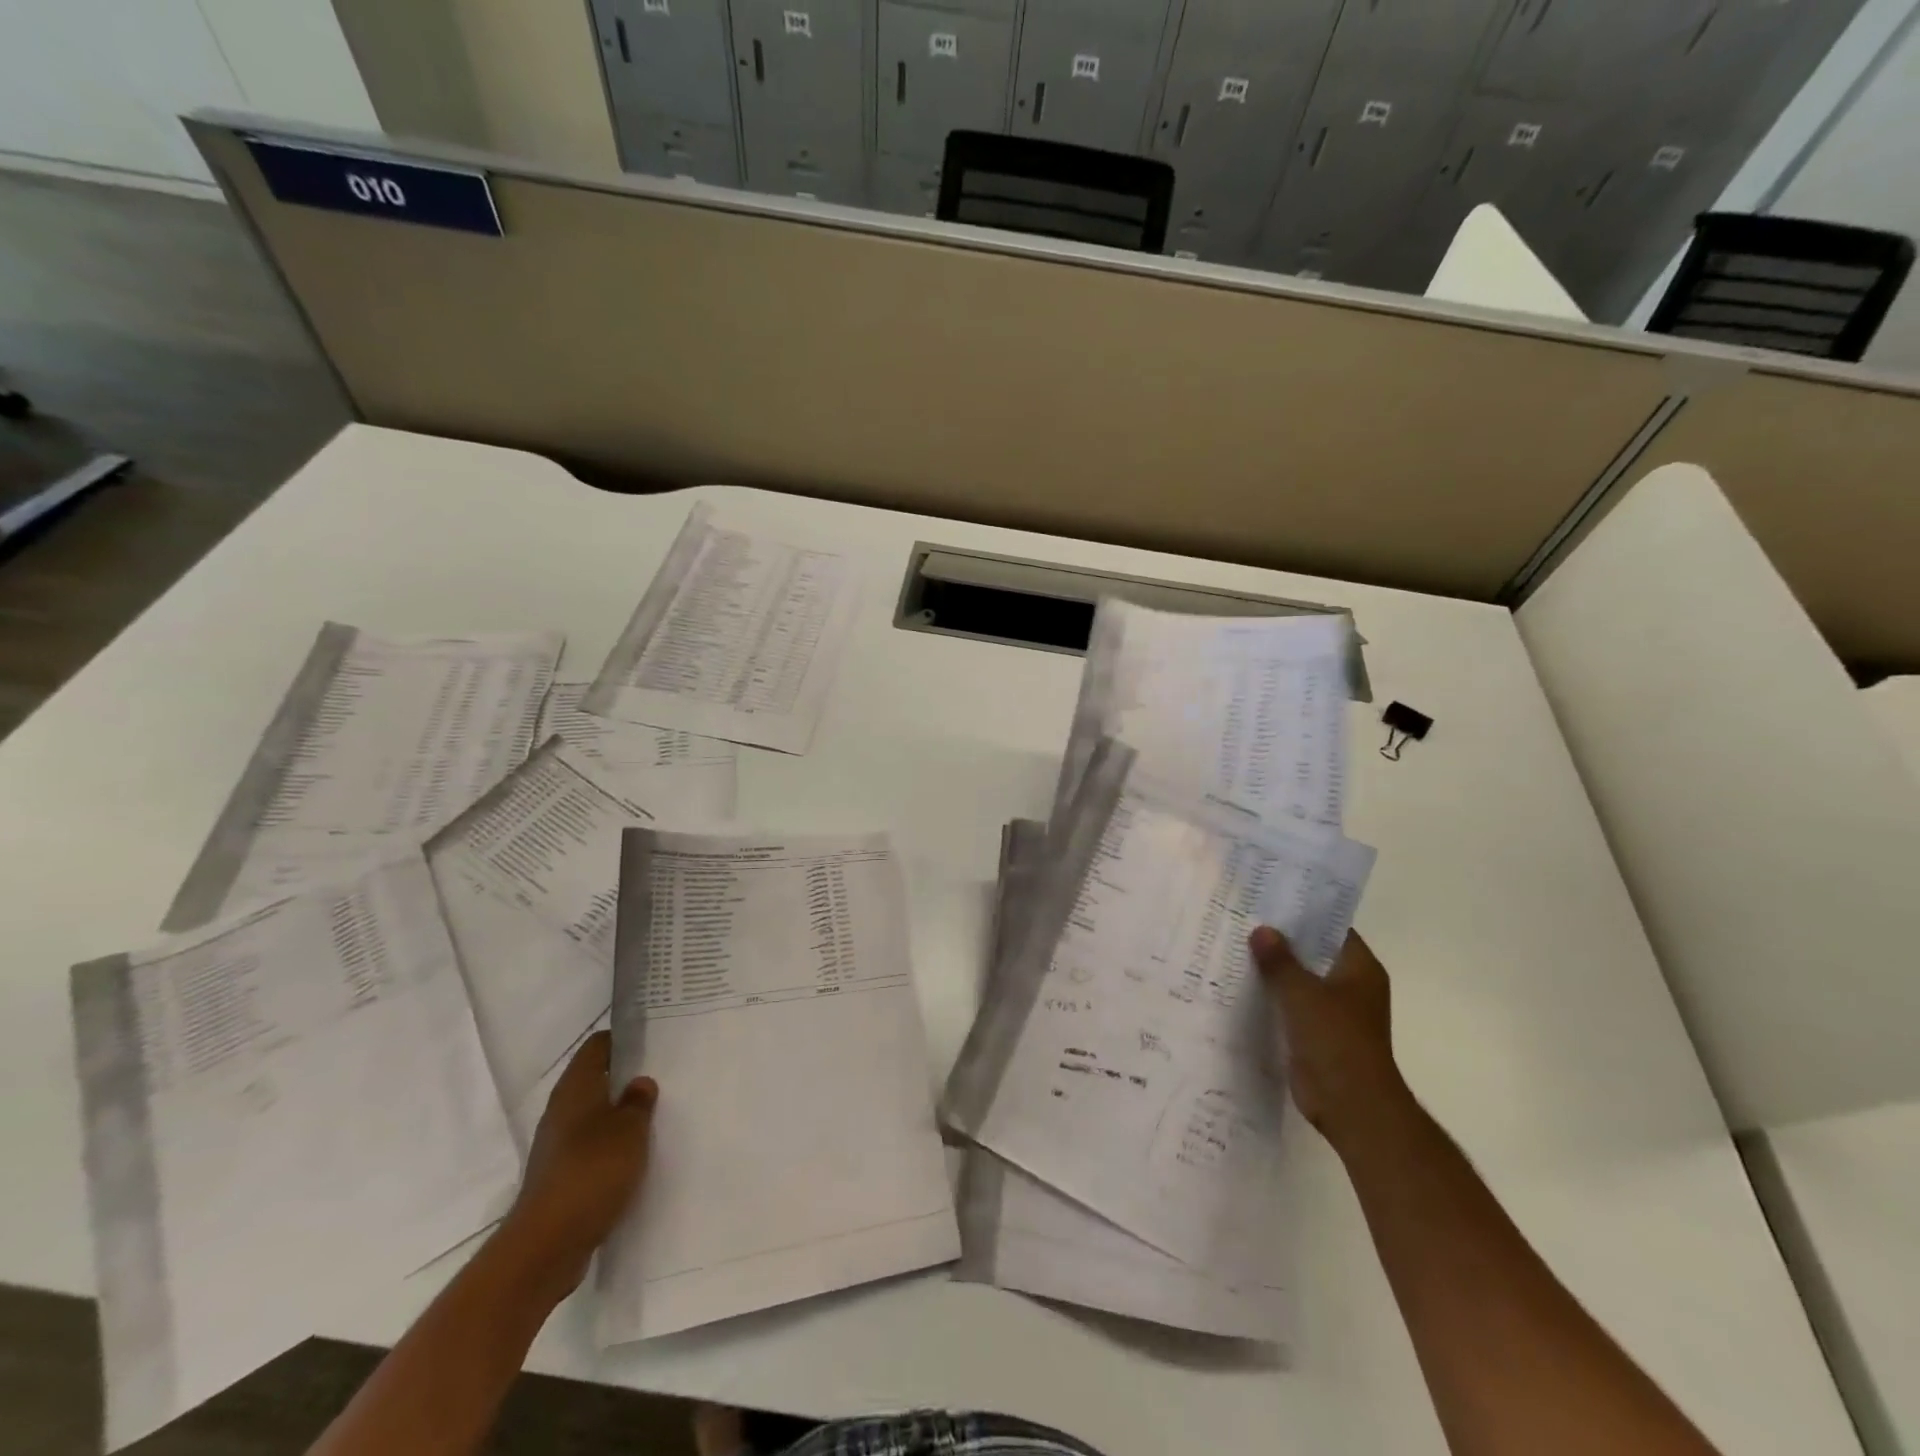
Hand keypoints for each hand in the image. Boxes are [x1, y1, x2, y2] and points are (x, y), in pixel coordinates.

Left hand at [501, 1031, 657, 1296]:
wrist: (547, 1245)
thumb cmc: (592, 1172)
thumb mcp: (630, 1130)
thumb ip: (638, 1102)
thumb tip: (639, 1083)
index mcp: (575, 1089)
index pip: (597, 1046)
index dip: (624, 1039)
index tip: (652, 1039)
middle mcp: (561, 1111)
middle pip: (595, 1081)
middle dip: (625, 1078)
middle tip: (662, 1076)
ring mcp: (557, 1147)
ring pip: (593, 1117)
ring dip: (619, 1115)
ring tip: (654, 1115)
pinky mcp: (559, 1177)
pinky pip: (590, 1148)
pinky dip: (611, 1147)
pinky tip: (634, 1156)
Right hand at [1250, 926, 1410, 1151]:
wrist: (1350, 1106)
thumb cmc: (1335, 1040)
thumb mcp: (1302, 993)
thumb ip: (1280, 960)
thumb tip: (1262, 930)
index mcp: (1360, 969)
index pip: (1331, 928)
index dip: (1303, 913)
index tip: (1269, 899)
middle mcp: (1351, 986)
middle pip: (1313, 953)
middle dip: (1282, 941)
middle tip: (1243, 919)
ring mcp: (1336, 1011)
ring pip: (1301, 980)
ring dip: (1275, 970)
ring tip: (1235, 947)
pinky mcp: (1318, 1034)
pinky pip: (1292, 1005)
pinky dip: (1273, 997)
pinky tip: (1242, 986)